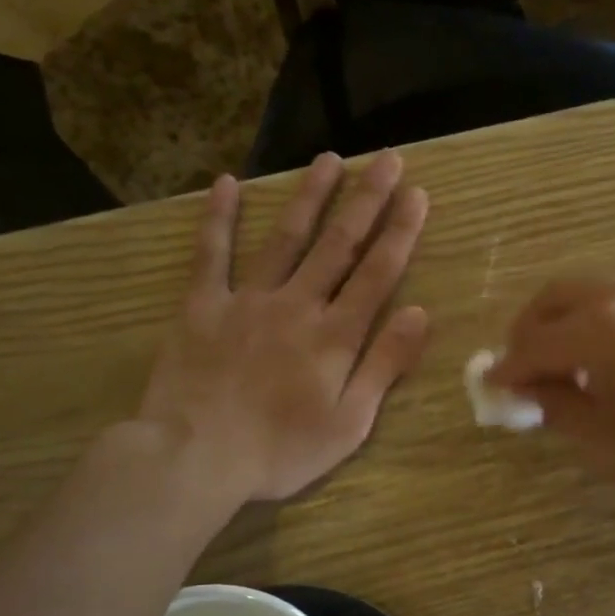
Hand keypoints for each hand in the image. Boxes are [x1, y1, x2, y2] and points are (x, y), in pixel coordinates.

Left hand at [138, 152, 429, 501]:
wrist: (195, 457)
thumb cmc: (280, 451)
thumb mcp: (349, 423)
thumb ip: (383, 365)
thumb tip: (419, 313)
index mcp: (335, 336)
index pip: (377, 274)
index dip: (400, 232)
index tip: (418, 194)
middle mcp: (297, 305)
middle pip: (339, 244)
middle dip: (367, 199)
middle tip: (387, 158)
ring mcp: (247, 300)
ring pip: (286, 238)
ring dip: (309, 196)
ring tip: (329, 158)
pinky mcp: (202, 305)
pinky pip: (211, 254)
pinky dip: (218, 218)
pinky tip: (226, 183)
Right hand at [486, 272, 614, 518]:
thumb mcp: (609, 444)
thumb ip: (556, 407)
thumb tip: (522, 389)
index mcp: (608, 332)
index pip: (535, 343)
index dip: (507, 368)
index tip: (490, 387)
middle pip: (553, 297)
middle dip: (527, 332)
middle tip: (518, 370)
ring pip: (586, 288)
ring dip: (560, 320)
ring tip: (557, 365)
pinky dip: (593, 315)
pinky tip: (599, 354)